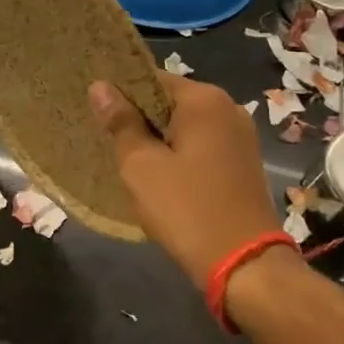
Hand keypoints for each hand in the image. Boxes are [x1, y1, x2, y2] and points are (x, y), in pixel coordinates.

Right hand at [91, 73, 280, 290]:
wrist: (245, 265)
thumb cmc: (186, 208)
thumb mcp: (141, 165)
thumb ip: (121, 122)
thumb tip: (100, 86)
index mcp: (204, 100)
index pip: (151, 78)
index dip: (121, 93)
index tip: (98, 113)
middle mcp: (228, 108)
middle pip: (171, 101)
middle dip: (140, 118)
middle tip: (108, 140)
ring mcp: (241, 137)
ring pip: (186, 126)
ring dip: (160, 139)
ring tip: (130, 160)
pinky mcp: (244, 163)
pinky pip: (202, 146)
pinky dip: (180, 154)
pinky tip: (161, 177)